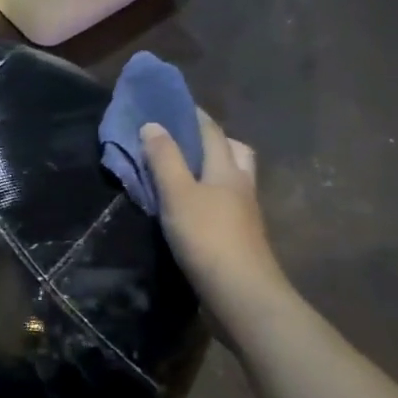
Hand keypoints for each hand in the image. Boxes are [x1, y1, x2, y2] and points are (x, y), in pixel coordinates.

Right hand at [141, 111, 288, 313]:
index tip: (174, 104)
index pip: (212, 132)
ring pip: (234, 179)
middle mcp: (241, 186)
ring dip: (215, 169)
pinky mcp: (241, 237)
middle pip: (234, 152)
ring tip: (187, 174)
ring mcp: (245, 213)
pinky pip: (228, 203)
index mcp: (227, 169)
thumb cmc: (207, 238)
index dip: (194, 116)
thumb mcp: (177, 194)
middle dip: (214, 140)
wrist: (241, 293)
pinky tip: (195, 207)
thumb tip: (152, 124)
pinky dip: (213, 196)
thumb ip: (164, 159)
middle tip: (187, 140)